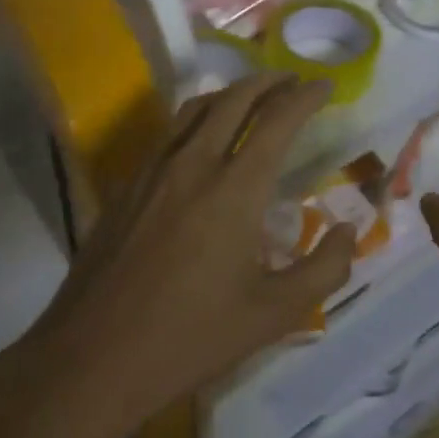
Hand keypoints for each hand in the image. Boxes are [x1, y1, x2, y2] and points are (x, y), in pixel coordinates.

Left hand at [31, 74, 355, 429]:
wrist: (92, 357)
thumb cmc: (191, 337)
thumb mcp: (274, 314)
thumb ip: (324, 268)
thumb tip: (346, 229)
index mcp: (235, 189)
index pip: (277, 120)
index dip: (305, 97)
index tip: (325, 85)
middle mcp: (194, 164)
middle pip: (234, 99)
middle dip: (269, 81)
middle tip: (293, 80)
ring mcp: (153, 171)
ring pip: (196, 108)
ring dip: (231, 93)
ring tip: (253, 97)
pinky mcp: (127, 186)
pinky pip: (170, 132)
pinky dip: (198, 117)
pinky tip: (202, 138)